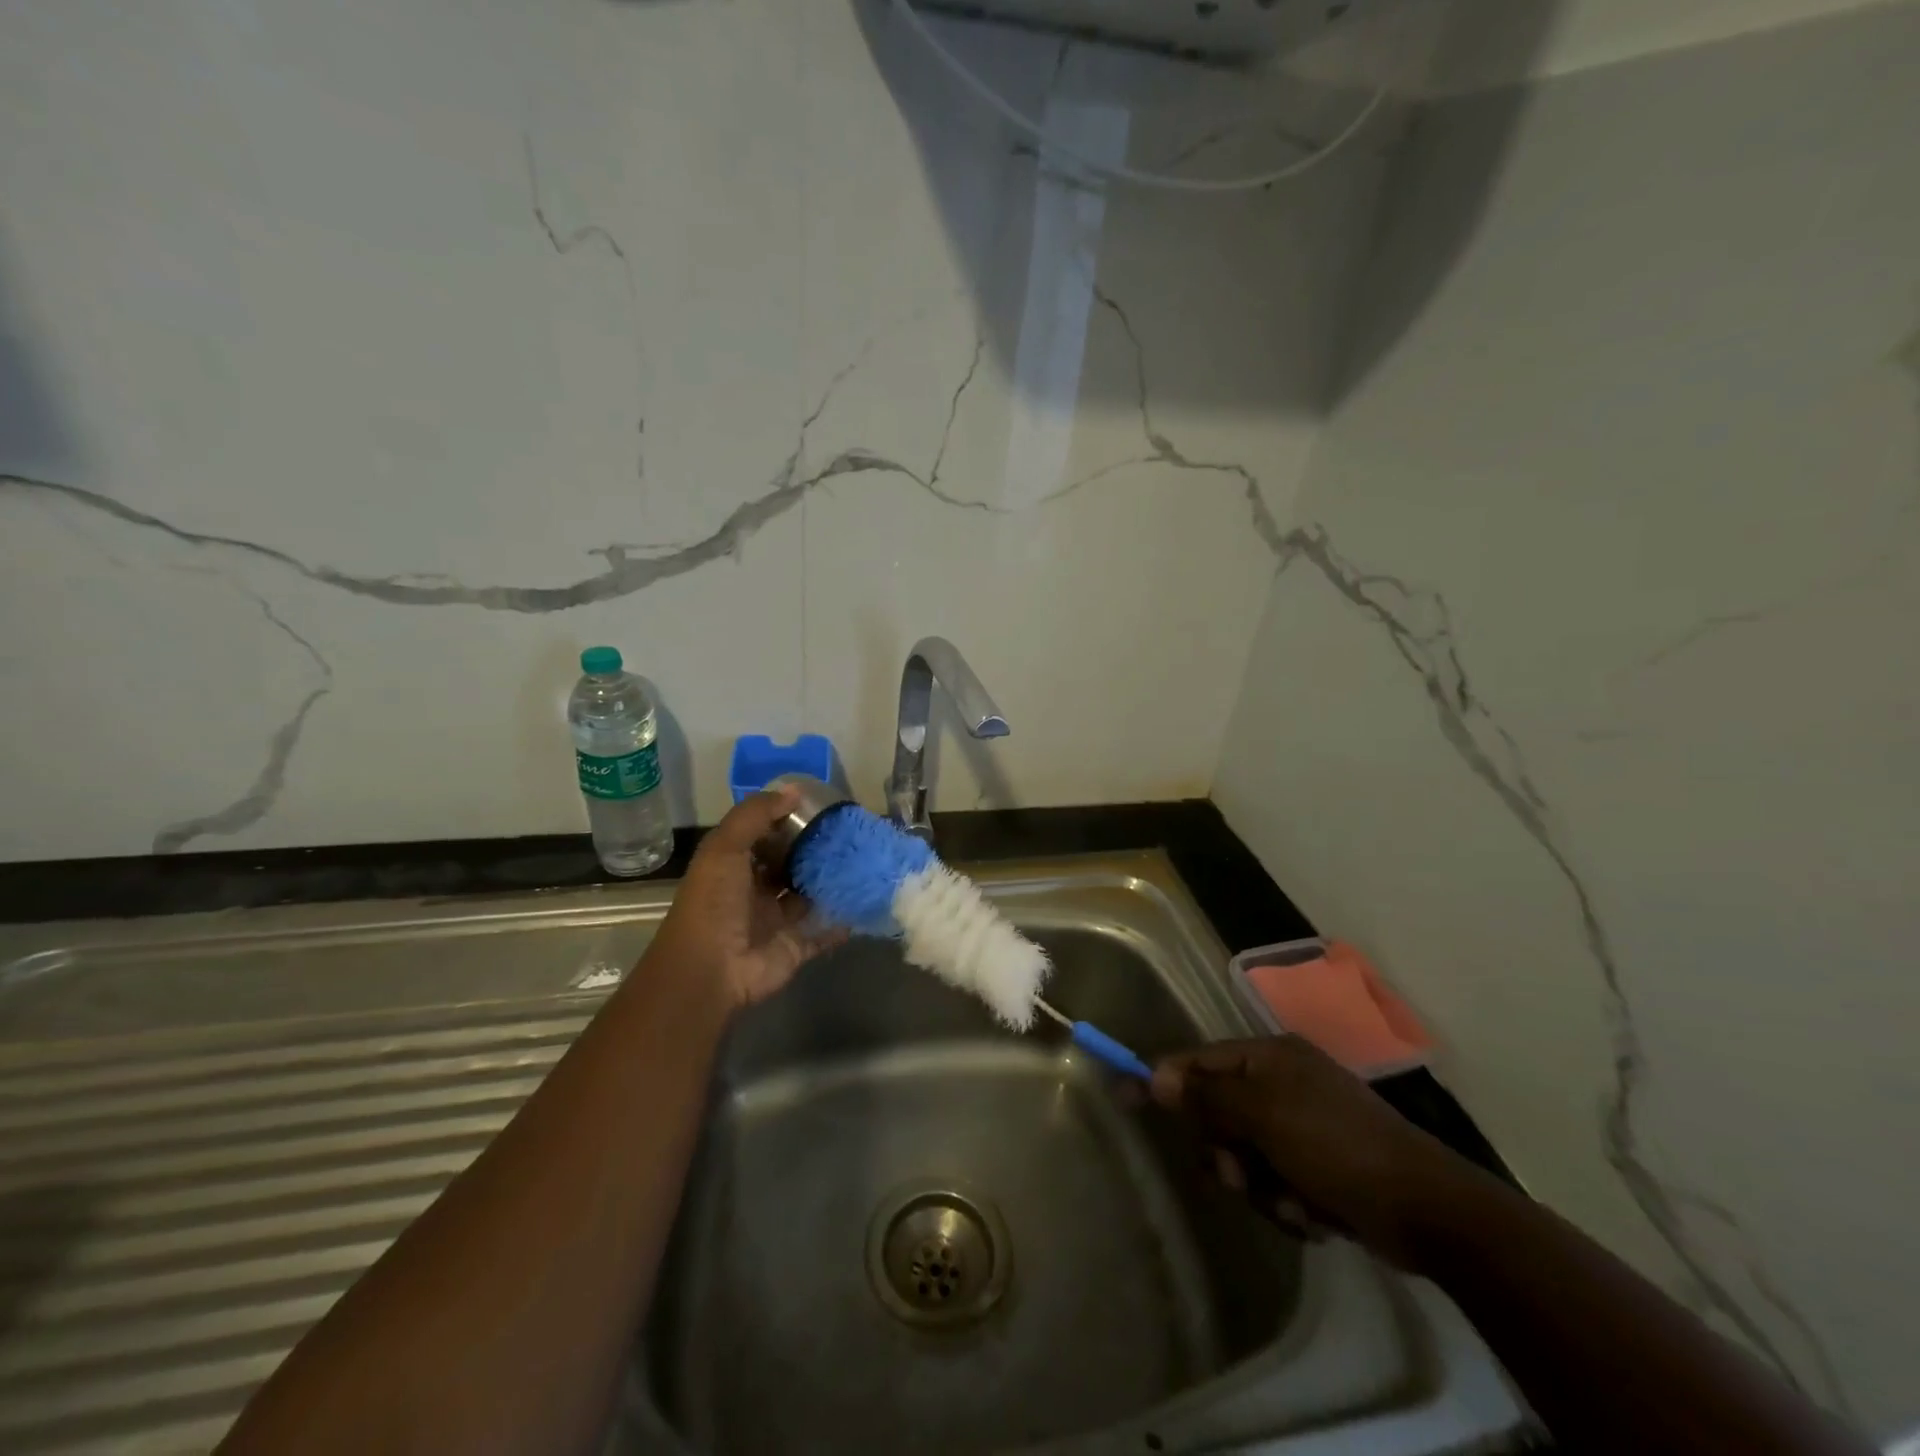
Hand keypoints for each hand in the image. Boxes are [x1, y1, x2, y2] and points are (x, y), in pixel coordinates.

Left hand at [641, 786, 845, 1010]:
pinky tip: (866, 901)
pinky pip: (825, 931)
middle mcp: (755, 891)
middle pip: (789, 865)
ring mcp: (777, 921)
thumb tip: (794, 790)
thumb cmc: (714, 903)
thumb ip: (756, 815)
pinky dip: (843, 921)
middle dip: (815, 850)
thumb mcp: (725, 847)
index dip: (788, 821)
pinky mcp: (796, 947)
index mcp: (734, 866)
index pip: (764, 836)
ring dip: (831, 882)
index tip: (821, 806)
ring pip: (809, 896)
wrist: (710, 971)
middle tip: (852, 831)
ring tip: (866, 859)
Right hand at [1151, 1036, 1472, 1269]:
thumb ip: (1207, 1097)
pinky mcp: (1320, 1167)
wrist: (1426, 1210)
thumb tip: (1155, 1076)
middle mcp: (1283, 1084)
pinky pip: (1274, 1183)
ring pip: (1245, 1156)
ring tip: (1293, 1202)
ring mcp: (1303, 1126)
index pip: (1199, 1061)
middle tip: (1240, 1174)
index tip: (1126, 1096)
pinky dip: (1287, 1203)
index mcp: (1270, 1057)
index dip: (1163, 1078)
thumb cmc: (1335, 1144)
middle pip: (1220, 1114)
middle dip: (1227, 1152)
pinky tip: (1315, 1215)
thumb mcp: (1263, 1115)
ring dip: (1260, 1186)